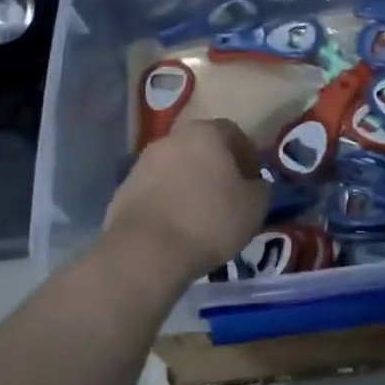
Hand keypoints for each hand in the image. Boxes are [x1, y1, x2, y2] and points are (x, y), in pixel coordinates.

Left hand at [105, 120, 268, 287]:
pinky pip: (155, 190)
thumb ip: (260, 188)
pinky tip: (177, 228)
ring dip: (190, 184)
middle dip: (216, 168)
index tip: (253, 181)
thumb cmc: (209, 221)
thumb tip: (255, 185)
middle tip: (229, 196)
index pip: (233, 132)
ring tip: (201, 215)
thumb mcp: (254, 207)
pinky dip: (168, 201)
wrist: (146, 252)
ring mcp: (142, 163)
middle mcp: (171, 138)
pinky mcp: (123, 190)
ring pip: (176, 168)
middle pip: (201, 147)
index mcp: (205, 133)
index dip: (247, 155)